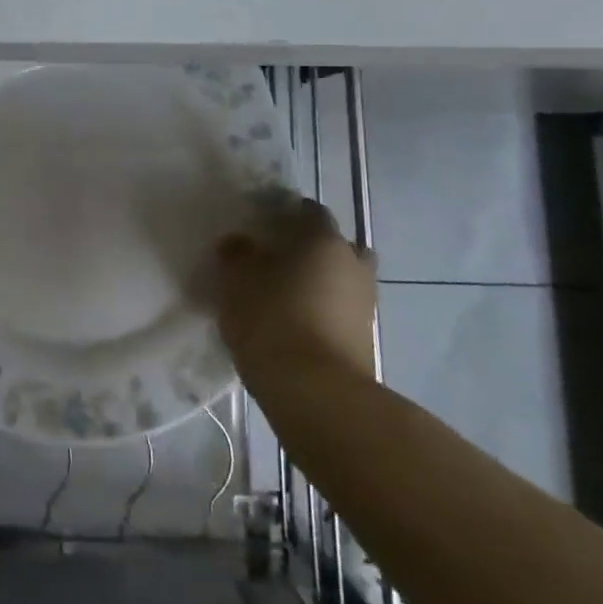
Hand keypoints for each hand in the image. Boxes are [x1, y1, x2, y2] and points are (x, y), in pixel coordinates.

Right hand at [213, 191, 376, 379]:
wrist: (316, 392)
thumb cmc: (272, 319)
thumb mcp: (236, 280)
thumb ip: (237, 254)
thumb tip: (240, 243)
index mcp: (324, 240)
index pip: (310, 211)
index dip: (287, 213)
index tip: (263, 224)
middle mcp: (352, 264)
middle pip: (336, 245)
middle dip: (313, 248)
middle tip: (280, 259)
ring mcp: (365, 304)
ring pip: (343, 279)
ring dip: (321, 282)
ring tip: (285, 295)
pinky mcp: (365, 340)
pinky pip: (342, 311)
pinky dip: (324, 311)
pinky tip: (296, 323)